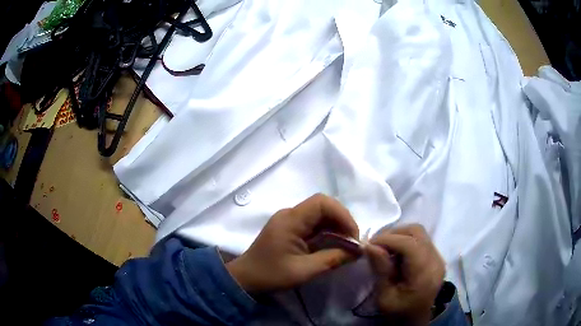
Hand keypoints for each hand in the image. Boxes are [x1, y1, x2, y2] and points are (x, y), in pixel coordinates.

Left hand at [226, 194, 359, 292]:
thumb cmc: (271, 275)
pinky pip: (314, 224)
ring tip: (347, 244)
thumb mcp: (304, 271)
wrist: (246, 279)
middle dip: (342, 221)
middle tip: (353, 241)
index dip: (342, 215)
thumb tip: (358, 251)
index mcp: (290, 220)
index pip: (322, 202)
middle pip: (323, 206)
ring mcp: (290, 220)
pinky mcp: (291, 229)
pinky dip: (328, 232)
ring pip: (320, 215)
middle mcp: (290, 214)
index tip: (353, 236)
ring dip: (337, 227)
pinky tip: (335, 244)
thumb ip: (333, 259)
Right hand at [364, 224, 444, 325]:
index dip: (388, 239)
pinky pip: (421, 240)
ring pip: (419, 233)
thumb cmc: (399, 313)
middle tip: (376, 245)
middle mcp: (435, 261)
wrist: (415, 321)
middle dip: (394, 234)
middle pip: (417, 232)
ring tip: (385, 249)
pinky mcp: (435, 258)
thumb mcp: (384, 297)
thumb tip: (370, 245)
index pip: (409, 244)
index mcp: (424, 274)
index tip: (369, 245)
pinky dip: (406, 241)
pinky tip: (396, 254)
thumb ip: (381, 270)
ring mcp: (438, 258)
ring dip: (400, 236)